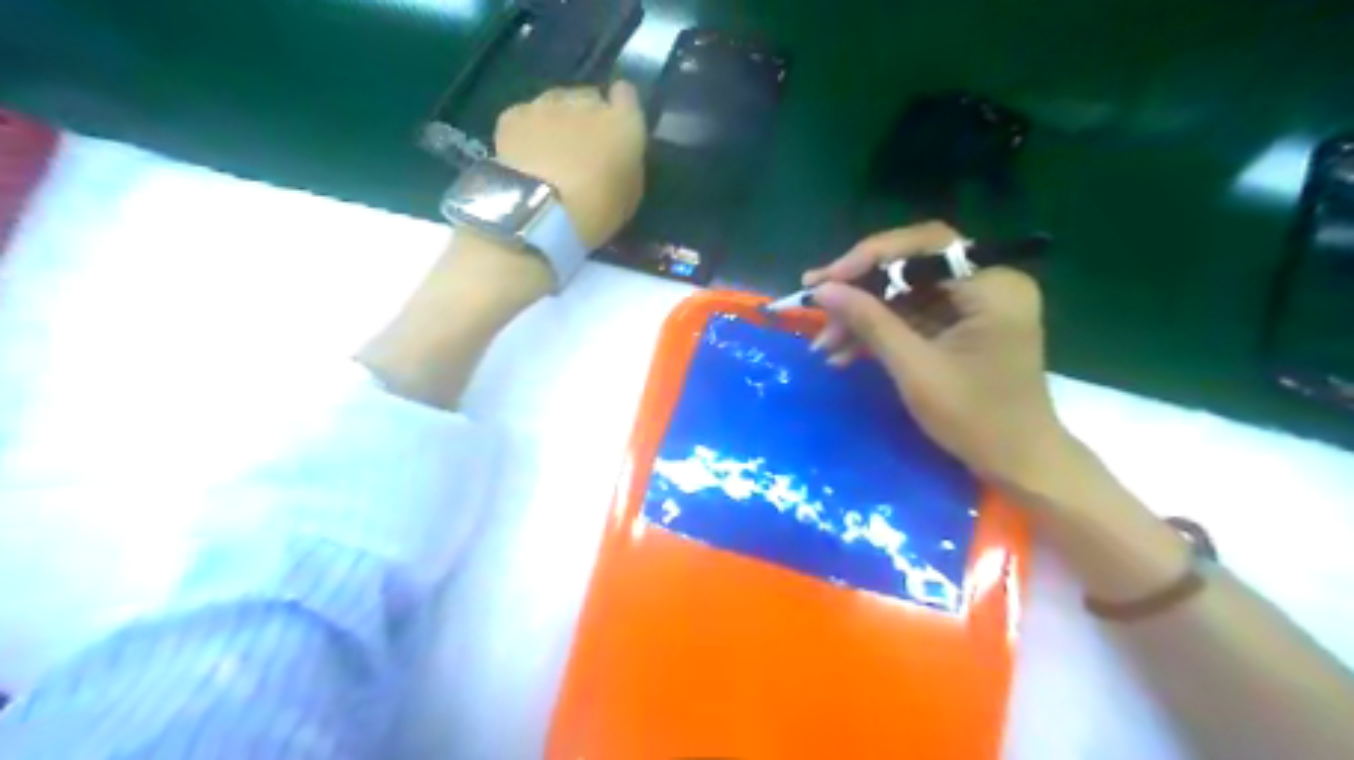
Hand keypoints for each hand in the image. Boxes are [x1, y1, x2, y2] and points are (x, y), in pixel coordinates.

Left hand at [496, 81, 643, 250]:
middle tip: (581, 149)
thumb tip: (617, 157)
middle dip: (586, 118)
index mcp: (623, 123)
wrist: (540, 211)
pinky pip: (525, 117)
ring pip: (554, 104)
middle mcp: (586, 102)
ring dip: (555, 122)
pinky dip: (526, 132)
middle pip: (588, 98)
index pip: (627, 95)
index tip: (616, 126)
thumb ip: (626, 165)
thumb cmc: (597, 211)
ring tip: (549, 154)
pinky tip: (524, 157)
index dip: (621, 108)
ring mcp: (546, 104)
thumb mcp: (629, 197)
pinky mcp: (513, 116)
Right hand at [806, 223, 1074, 488]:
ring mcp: (976, 302)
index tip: (823, 280)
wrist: (1016, 462)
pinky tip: (844, 352)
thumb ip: (870, 322)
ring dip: (863, 315)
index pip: (923, 246)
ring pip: (905, 292)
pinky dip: (879, 330)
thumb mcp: (915, 369)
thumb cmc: (975, 419)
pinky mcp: (963, 322)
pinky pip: (913, 313)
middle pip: (911, 265)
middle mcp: (989, 281)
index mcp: (993, 285)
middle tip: (814, 302)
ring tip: (823, 344)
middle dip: (860, 289)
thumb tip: (822, 290)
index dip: (867, 258)